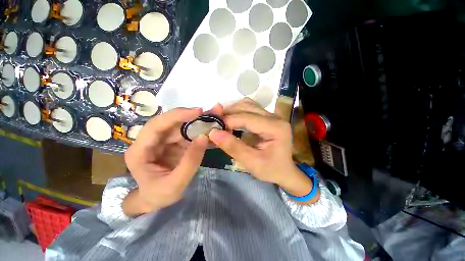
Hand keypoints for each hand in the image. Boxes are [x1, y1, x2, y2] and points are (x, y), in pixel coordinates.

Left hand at [123, 105, 222, 215]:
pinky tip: (213, 130)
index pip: (157, 125)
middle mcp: (151, 141)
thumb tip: (204, 137)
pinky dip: (202, 132)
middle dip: (194, 116)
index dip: (177, 115)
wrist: (156, 200)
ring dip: (200, 122)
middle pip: (172, 123)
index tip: (198, 111)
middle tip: (214, 112)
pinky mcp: (174, 143)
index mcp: (140, 150)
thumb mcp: (175, 184)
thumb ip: (190, 161)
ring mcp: (164, 141)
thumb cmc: (159, 195)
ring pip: (183, 126)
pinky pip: (189, 134)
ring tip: (216, 118)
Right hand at [209, 98, 316, 200]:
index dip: (228, 121)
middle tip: (215, 124)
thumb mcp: (252, 163)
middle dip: (228, 114)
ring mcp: (271, 116)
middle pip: (247, 106)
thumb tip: (213, 133)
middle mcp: (274, 117)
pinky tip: (231, 122)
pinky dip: (237, 113)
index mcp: (275, 128)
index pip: (247, 118)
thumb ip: (233, 147)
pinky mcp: (266, 118)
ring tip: (222, 123)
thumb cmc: (271, 170)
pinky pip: (249, 109)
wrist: (285, 171)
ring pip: (247, 105)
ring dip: (232, 111)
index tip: (212, 128)